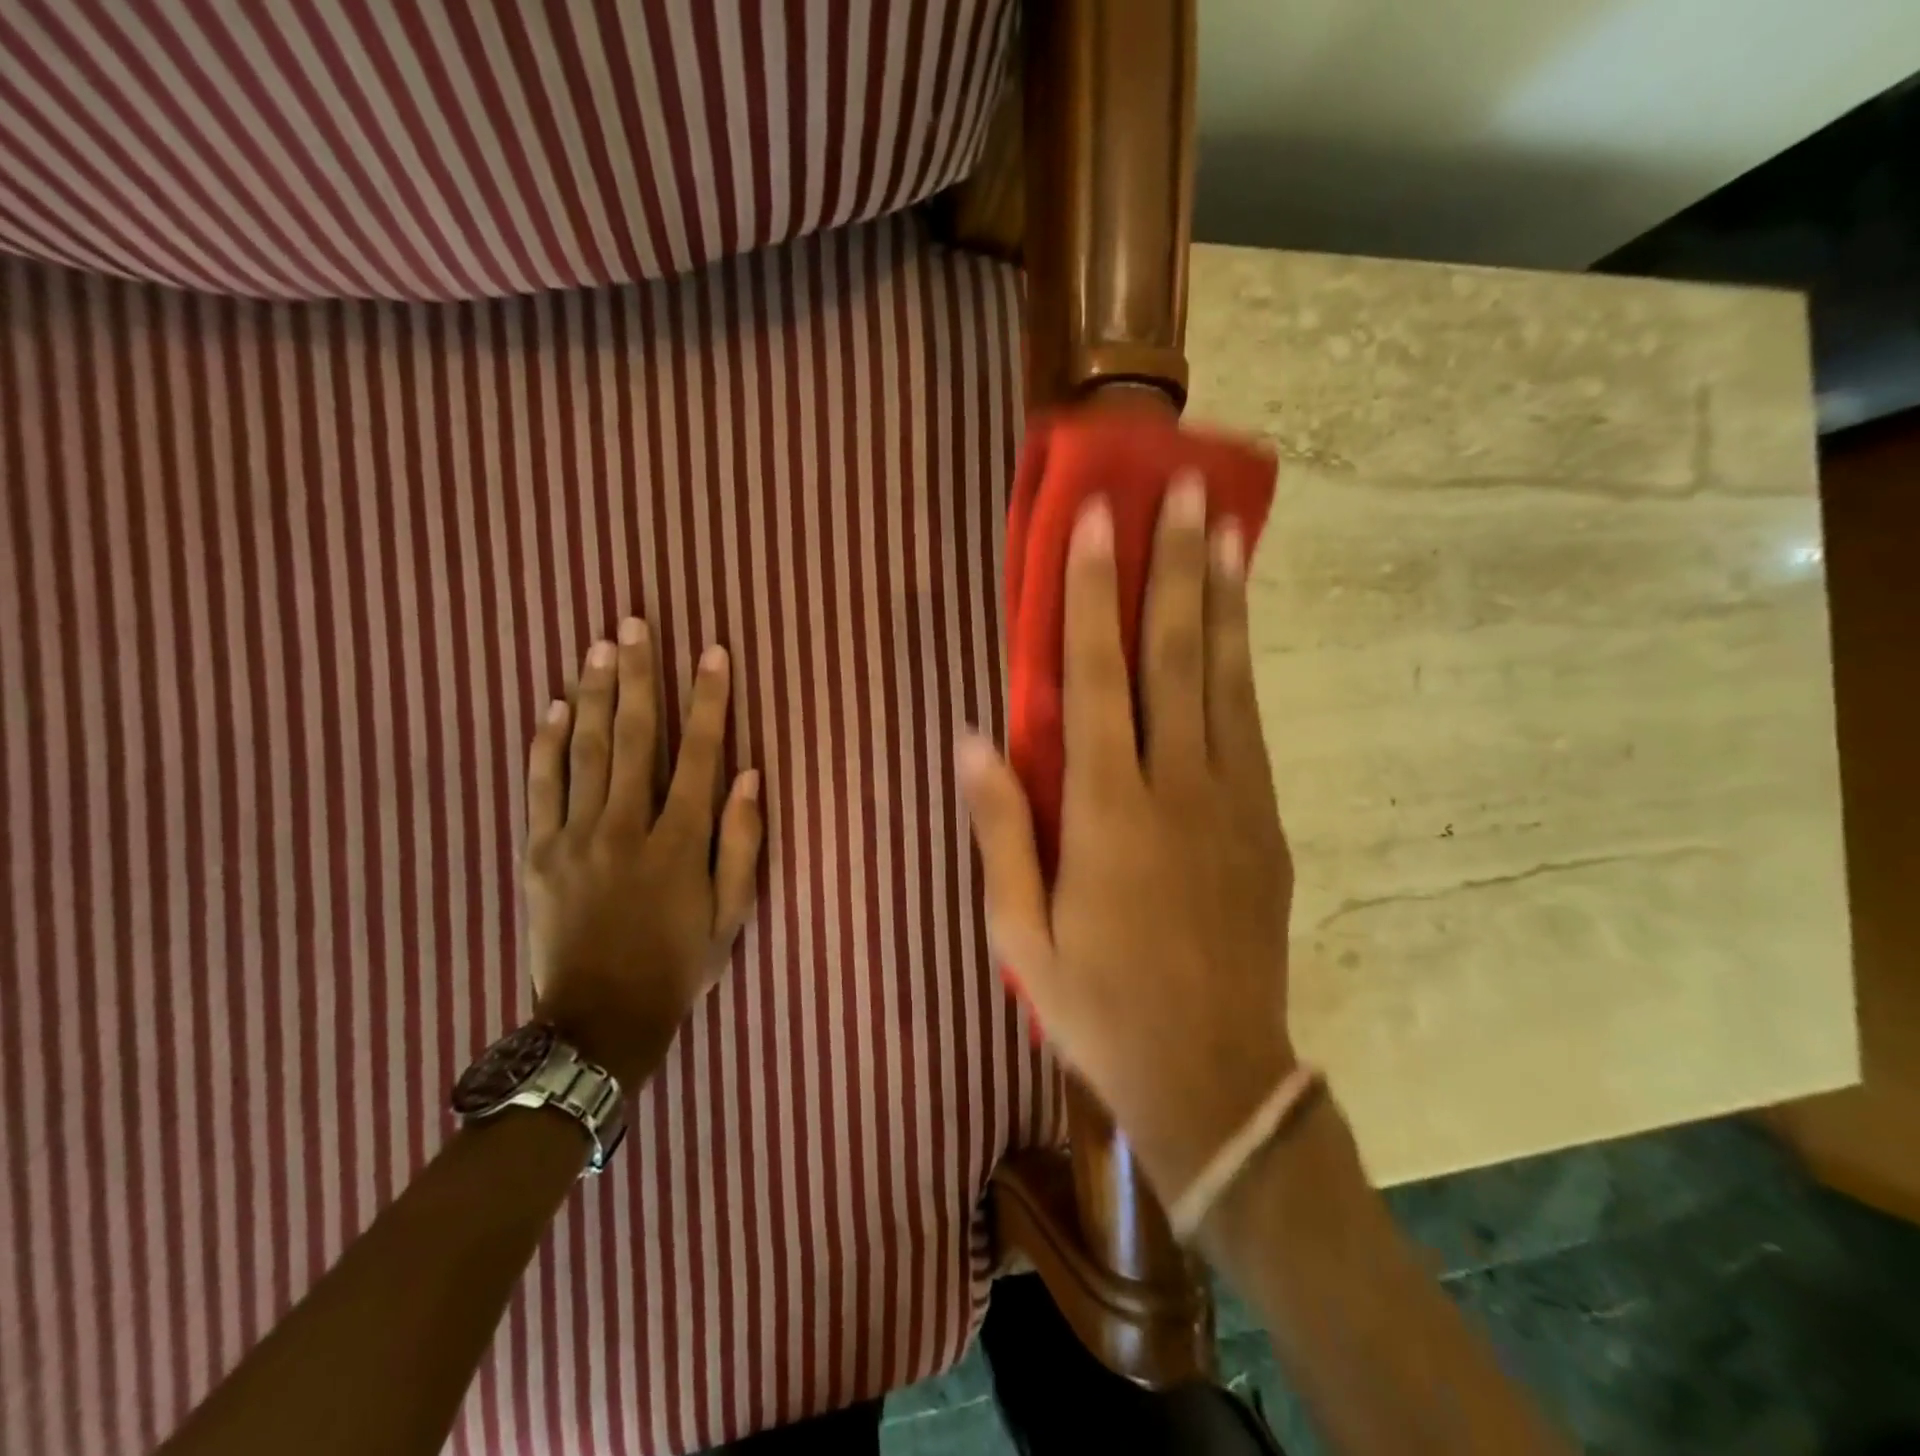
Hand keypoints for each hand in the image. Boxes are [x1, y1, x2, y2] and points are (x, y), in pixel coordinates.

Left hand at [523, 619, 762, 1089]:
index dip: (710, 700)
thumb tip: (750, 777)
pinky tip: (553, 706)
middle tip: (636, 623)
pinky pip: (540, 786)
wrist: (598, 1021)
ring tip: (600, 645)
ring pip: (585, 751)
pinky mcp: (538, 853)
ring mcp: (575, 838)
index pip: (700, 755)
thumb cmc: (678, 966)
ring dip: (594, 693)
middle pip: (633, 737)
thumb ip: (742, 844)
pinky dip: (546, 744)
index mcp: (678, 844)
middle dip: (639, 676)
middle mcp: (625, 828)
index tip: (714, 653)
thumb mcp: (731, 916)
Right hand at [959, 475, 1294, 1200]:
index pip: (1094, 678)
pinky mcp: (1265, 825)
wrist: (1213, 1074)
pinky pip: (1250, 726)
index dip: (1092, 596)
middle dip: (1176, 567)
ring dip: (1224, 601)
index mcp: (1106, 811)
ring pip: (1227, 680)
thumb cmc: (1099, 1006)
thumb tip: (972, 739)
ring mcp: (1232, 802)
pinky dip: (1244, 667)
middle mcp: (1176, 788)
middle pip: (1175, 657)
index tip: (1098, 523)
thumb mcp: (1021, 934)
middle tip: (1186, 490)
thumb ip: (1001, 830)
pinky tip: (1240, 630)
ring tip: (1227, 532)